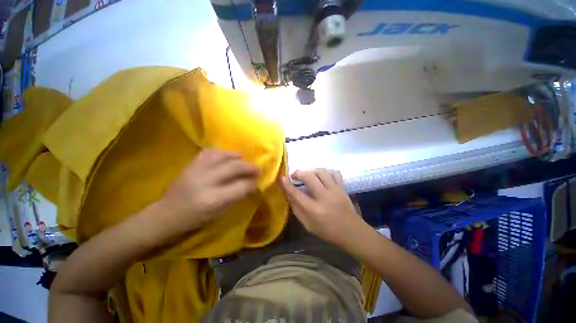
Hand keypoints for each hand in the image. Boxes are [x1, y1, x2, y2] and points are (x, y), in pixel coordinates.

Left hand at [159, 148, 258, 233]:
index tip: (259, 181)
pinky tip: (226, 156)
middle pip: (234, 167)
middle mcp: (205, 181)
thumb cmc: (195, 218)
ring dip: (237, 157)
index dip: (253, 183)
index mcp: (213, 199)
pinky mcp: (191, 164)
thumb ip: (237, 196)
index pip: (241, 186)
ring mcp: (197, 170)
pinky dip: (222, 152)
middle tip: (258, 168)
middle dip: (250, 167)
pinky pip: (210, 151)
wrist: (166, 214)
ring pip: (223, 155)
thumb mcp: (220, 213)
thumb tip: (252, 184)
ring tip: (243, 160)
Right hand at [280, 169, 364, 247]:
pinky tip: (322, 176)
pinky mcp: (343, 187)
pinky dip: (326, 171)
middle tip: (294, 176)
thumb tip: (289, 195)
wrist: (352, 232)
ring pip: (322, 171)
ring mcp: (335, 190)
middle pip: (309, 177)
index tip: (282, 178)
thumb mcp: (308, 225)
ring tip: (308, 175)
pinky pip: (334, 172)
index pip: (297, 194)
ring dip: (311, 170)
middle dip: (299, 173)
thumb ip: (297, 210)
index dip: (287, 185)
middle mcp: (324, 197)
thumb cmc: (328, 231)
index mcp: (314, 210)